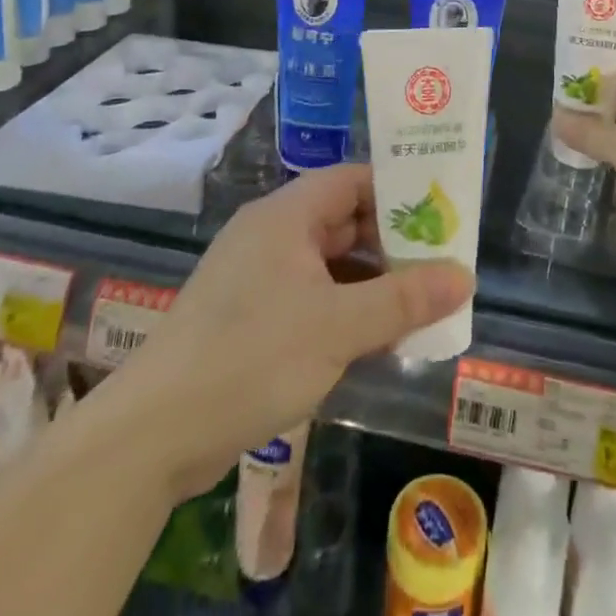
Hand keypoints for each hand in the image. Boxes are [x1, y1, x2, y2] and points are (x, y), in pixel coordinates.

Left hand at [120, 164, 473, 498]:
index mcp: (287, 215)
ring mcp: (257, 276)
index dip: (399, 193)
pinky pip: (310, 296)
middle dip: (393, 245)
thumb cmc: (251, 357)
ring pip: (329, 264)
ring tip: (419, 308)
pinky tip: (375, 341)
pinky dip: (344, 310)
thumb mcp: (339, 327)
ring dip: (372, 283)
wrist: (152, 435)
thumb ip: (404, 299)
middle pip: (345, 221)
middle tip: (440, 267)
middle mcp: (272, 234)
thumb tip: (464, 276)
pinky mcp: (248, 316)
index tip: (440, 216)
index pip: (354, 180)